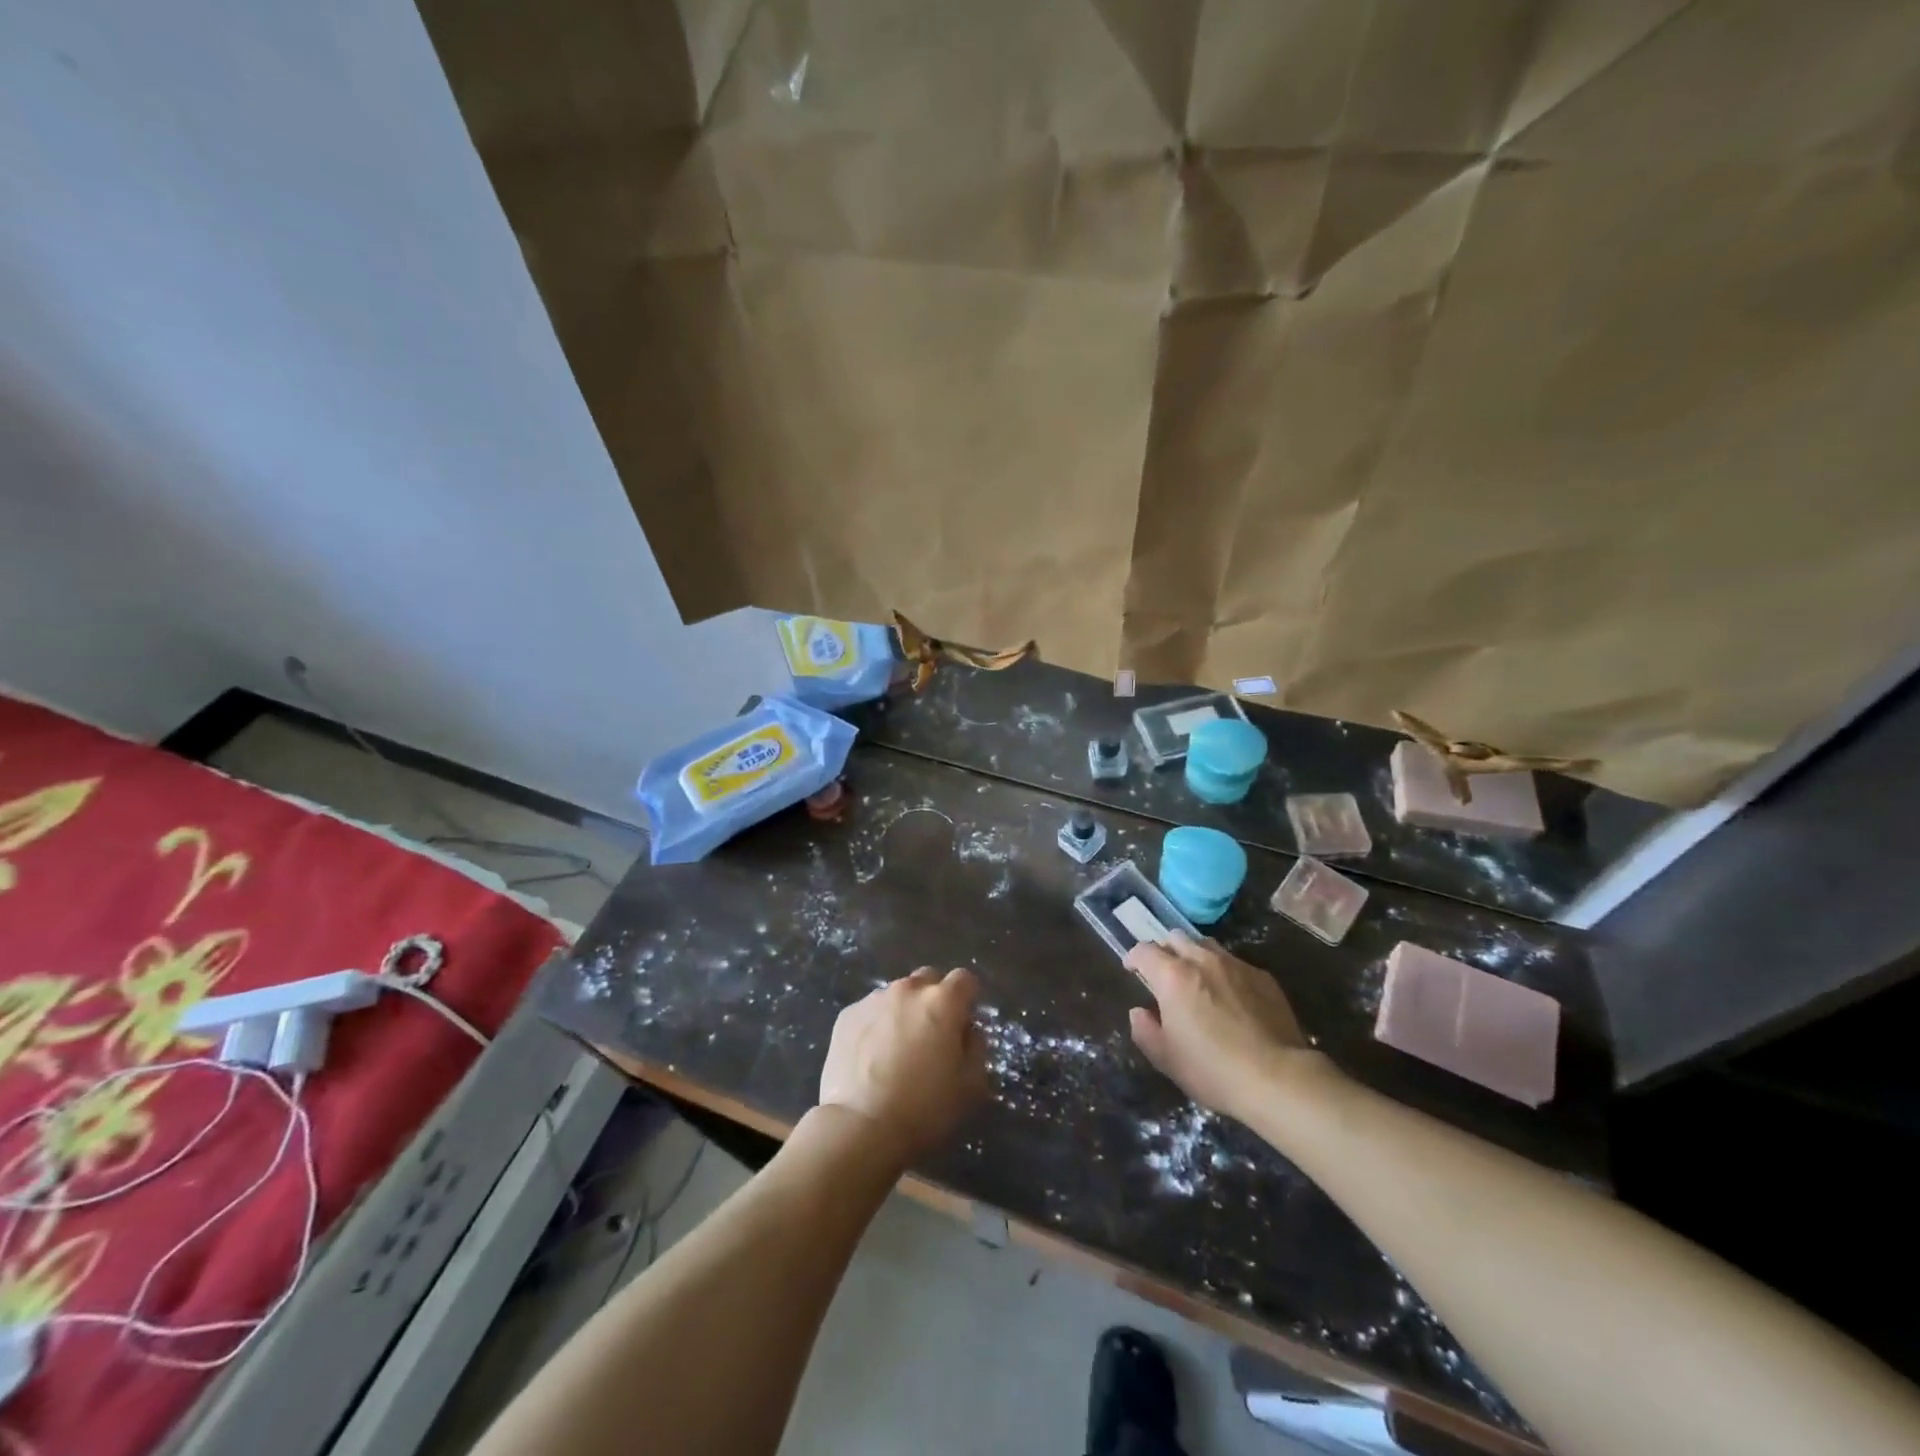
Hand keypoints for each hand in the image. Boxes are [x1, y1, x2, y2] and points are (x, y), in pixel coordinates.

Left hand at [818, 968, 987, 1161]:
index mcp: (942, 1002)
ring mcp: (874, 1000)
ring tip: (896, 1050)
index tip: (963, 1025)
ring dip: (903, 1012)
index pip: (964, 979)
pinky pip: (870, 1011)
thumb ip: (976, 1047)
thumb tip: (967, 1031)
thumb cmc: (924, 1108)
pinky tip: (871, 1058)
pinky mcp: (847, 1015)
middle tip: (931, 1036)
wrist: (860, 1126)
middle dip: (934, 1000)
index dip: (967, 1000)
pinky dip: (876, 1025)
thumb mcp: (971, 1085)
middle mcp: (908, 990)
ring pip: (897, 995)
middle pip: (928, 980)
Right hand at [1124, 933, 1314, 1120]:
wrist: (1278, 1078)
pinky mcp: (1263, 977)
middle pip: (1176, 938)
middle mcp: (1203, 960)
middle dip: (1165, 951)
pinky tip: (1232, 997)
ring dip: (1195, 956)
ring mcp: (1236, 965)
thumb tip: (1139, 1012)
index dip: (1134, 957)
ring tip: (1198, 980)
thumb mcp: (1166, 1059)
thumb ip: (1145, 1030)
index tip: (1132, 969)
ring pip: (1207, 945)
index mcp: (1173, 976)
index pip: (1144, 950)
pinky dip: (1224, 972)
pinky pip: (1235, 963)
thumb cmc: (1213, 1070)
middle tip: (1165, 975)